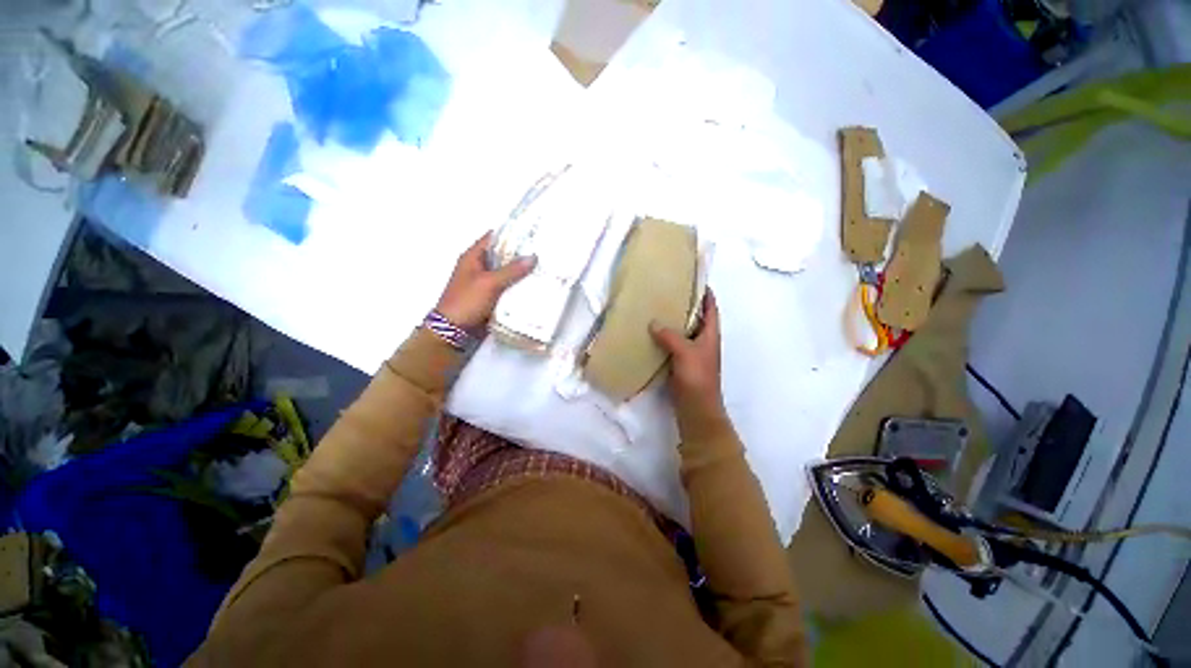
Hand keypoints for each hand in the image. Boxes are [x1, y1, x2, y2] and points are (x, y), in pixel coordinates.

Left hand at [436, 232, 535, 329]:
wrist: (454, 330)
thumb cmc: (467, 301)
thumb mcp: (489, 283)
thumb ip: (511, 270)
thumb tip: (533, 257)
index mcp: (473, 257)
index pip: (494, 238)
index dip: (511, 234)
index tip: (532, 234)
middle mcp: (479, 267)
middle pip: (502, 256)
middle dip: (521, 255)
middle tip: (543, 252)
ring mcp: (485, 283)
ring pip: (507, 273)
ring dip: (522, 272)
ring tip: (544, 268)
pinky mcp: (491, 297)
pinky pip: (508, 288)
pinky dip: (519, 287)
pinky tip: (534, 287)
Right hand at [650, 290, 725, 419]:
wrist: (696, 409)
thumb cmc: (697, 378)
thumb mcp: (685, 353)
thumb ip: (670, 336)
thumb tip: (653, 322)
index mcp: (710, 335)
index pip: (711, 308)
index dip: (705, 293)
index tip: (694, 279)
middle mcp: (703, 341)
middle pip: (696, 318)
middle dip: (685, 304)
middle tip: (668, 291)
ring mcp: (692, 353)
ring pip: (683, 331)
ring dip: (673, 321)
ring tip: (656, 308)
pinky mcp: (680, 363)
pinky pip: (672, 345)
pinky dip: (664, 337)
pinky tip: (650, 333)